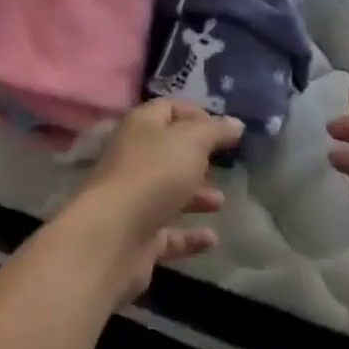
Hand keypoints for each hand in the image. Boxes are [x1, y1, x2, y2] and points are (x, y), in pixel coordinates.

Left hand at [63, 100, 241, 300]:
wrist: (113, 237)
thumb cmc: (154, 174)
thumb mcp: (191, 142)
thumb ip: (215, 131)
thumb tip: (235, 123)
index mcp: (142, 126)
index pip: (169, 109)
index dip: (195, 114)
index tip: (224, 128)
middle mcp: (135, 157)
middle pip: (169, 151)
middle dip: (197, 156)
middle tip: (225, 162)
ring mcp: (136, 198)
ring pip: (170, 191)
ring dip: (196, 195)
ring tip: (221, 201)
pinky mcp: (139, 236)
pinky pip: (169, 232)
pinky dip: (190, 235)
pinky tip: (212, 239)